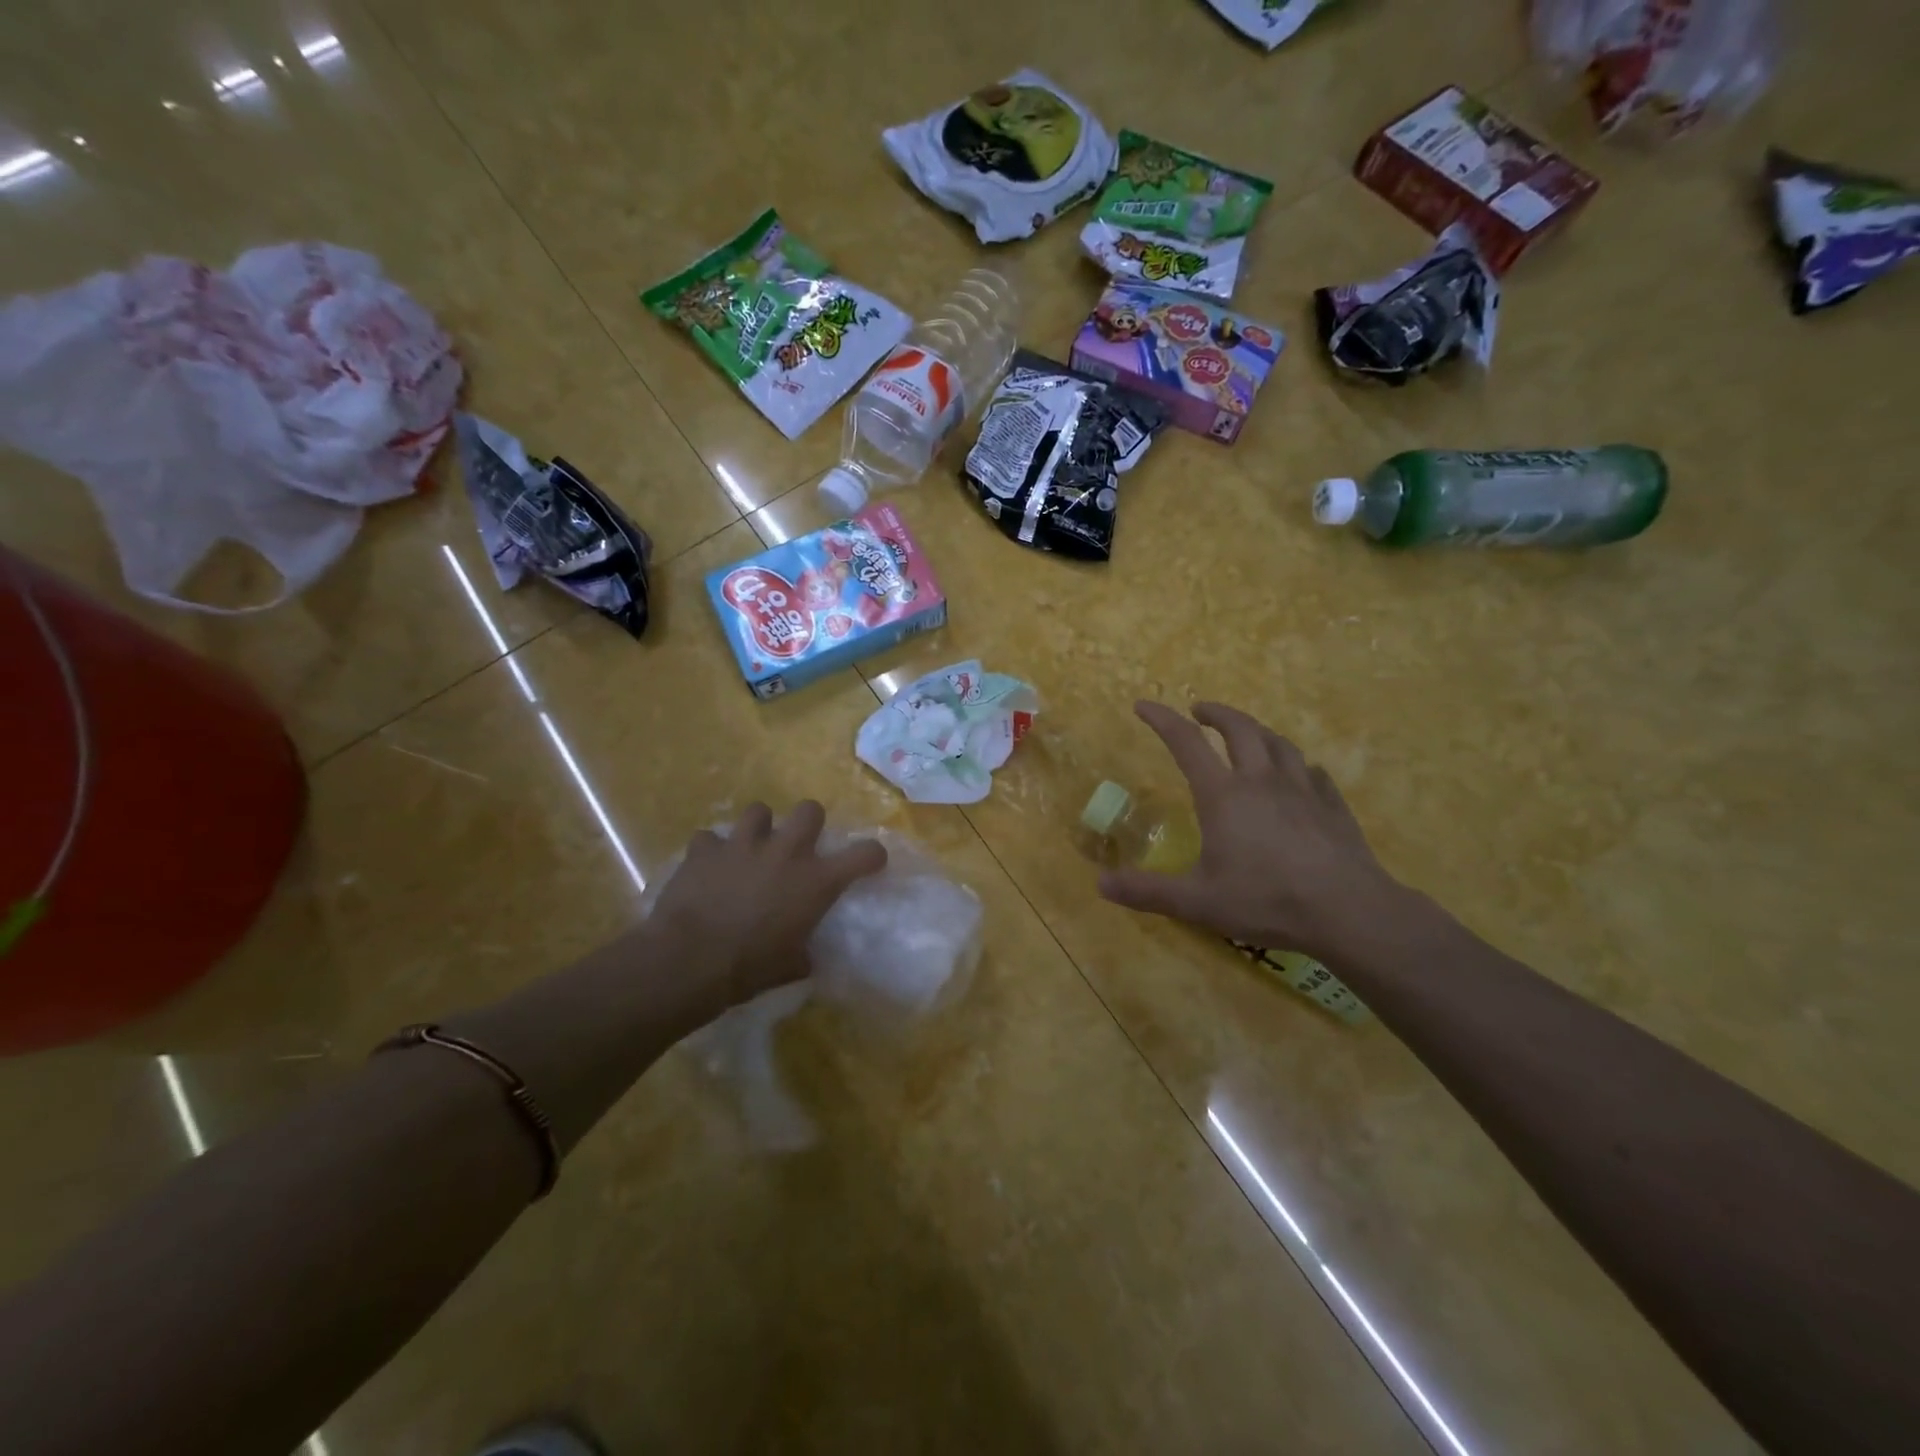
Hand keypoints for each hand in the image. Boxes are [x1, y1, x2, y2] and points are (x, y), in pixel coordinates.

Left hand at [650, 802, 887, 1011]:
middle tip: (798, 845)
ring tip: (749, 849)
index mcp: (816, 881)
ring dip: (758, 829)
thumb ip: (803, 952)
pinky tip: (707, 868)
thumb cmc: (749, 968)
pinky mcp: (705, 848)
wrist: (689, 960)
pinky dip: (711, 851)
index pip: (864, 854)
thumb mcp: (790, 967)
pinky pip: (710, 838)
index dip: (871, 855)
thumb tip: (806, 956)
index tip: (869, 861)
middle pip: (810, 809)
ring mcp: (743, 844)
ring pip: (759, 811)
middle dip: (807, 823)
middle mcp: (786, 852)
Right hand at [1099, 701, 1408, 960]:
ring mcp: (1302, 790)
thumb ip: (1147, 891)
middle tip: (1200, 711)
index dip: (1162, 719)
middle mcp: (1261, 780)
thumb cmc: (1265, 900)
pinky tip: (1299, 775)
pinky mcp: (1332, 806)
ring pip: (1278, 743)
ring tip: (1247, 734)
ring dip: (1256, 731)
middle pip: (1239, 729)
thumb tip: (1100, 884)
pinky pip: (1313, 773)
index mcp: (1223, 795)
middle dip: (1215, 713)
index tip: (1143, 704)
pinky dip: (1297, 765)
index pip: (1186, 743)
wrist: (1348, 911)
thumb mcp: (1196, 902)